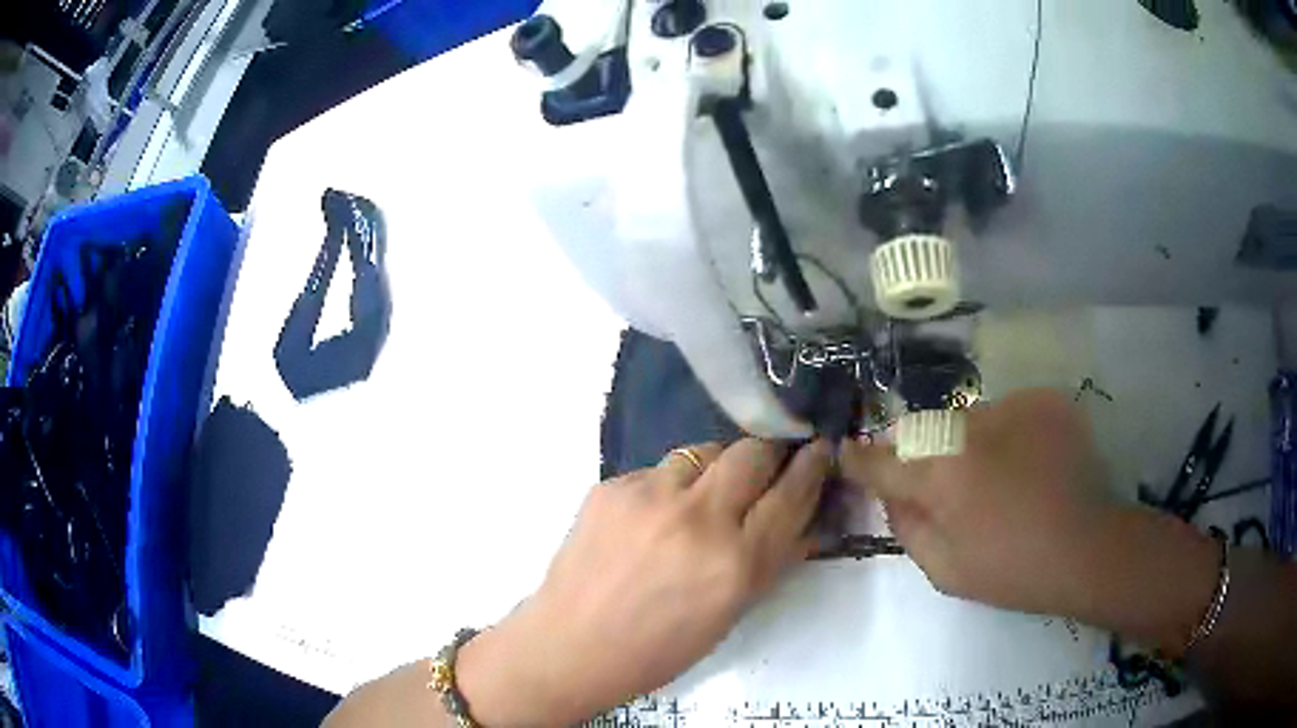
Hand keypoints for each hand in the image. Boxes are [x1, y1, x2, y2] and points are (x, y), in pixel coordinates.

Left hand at [458, 439, 830, 725]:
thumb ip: (771, 560)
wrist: (571, 644)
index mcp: (735, 562)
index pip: (792, 495)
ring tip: (708, 492)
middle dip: (770, 453)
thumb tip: (803, 518)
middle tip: (769, 465)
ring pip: (705, 451)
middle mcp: (698, 519)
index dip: (812, 467)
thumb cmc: (658, 648)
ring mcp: (649, 496)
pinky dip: (670, 485)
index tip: (821, 449)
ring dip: (718, 467)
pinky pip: (659, 470)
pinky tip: (657, 514)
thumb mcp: (731, 613)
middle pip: (753, 453)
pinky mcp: (612, 486)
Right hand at [840, 390, 1120, 615]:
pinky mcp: (1043, 400)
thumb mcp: (945, 570)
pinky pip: (1007, 412)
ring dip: (966, 442)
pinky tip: (1026, 462)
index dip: (860, 458)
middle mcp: (970, 428)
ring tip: (994, 476)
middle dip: (919, 452)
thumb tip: (892, 493)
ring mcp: (1011, 407)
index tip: (847, 452)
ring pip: (967, 417)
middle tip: (938, 482)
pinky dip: (1006, 434)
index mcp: (941, 475)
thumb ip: (907, 526)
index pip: (883, 459)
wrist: (1087, 547)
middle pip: (924, 429)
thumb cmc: (1012, 569)